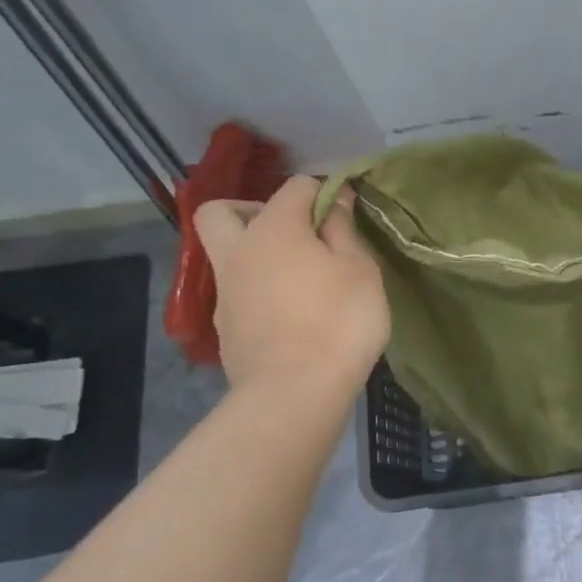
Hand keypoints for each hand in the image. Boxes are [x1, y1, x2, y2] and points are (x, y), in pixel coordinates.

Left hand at [193, 177, 389, 396]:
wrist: (294, 394)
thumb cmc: (339, 322)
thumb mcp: (360, 269)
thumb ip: (343, 230)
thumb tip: (334, 201)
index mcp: (274, 229)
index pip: (296, 186)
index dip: (324, 191)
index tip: (346, 212)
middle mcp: (239, 252)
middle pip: (222, 211)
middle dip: (252, 209)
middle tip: (291, 232)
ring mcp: (225, 292)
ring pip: (228, 254)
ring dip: (256, 254)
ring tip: (299, 278)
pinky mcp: (225, 327)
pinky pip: (237, 291)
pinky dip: (258, 289)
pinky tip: (291, 313)